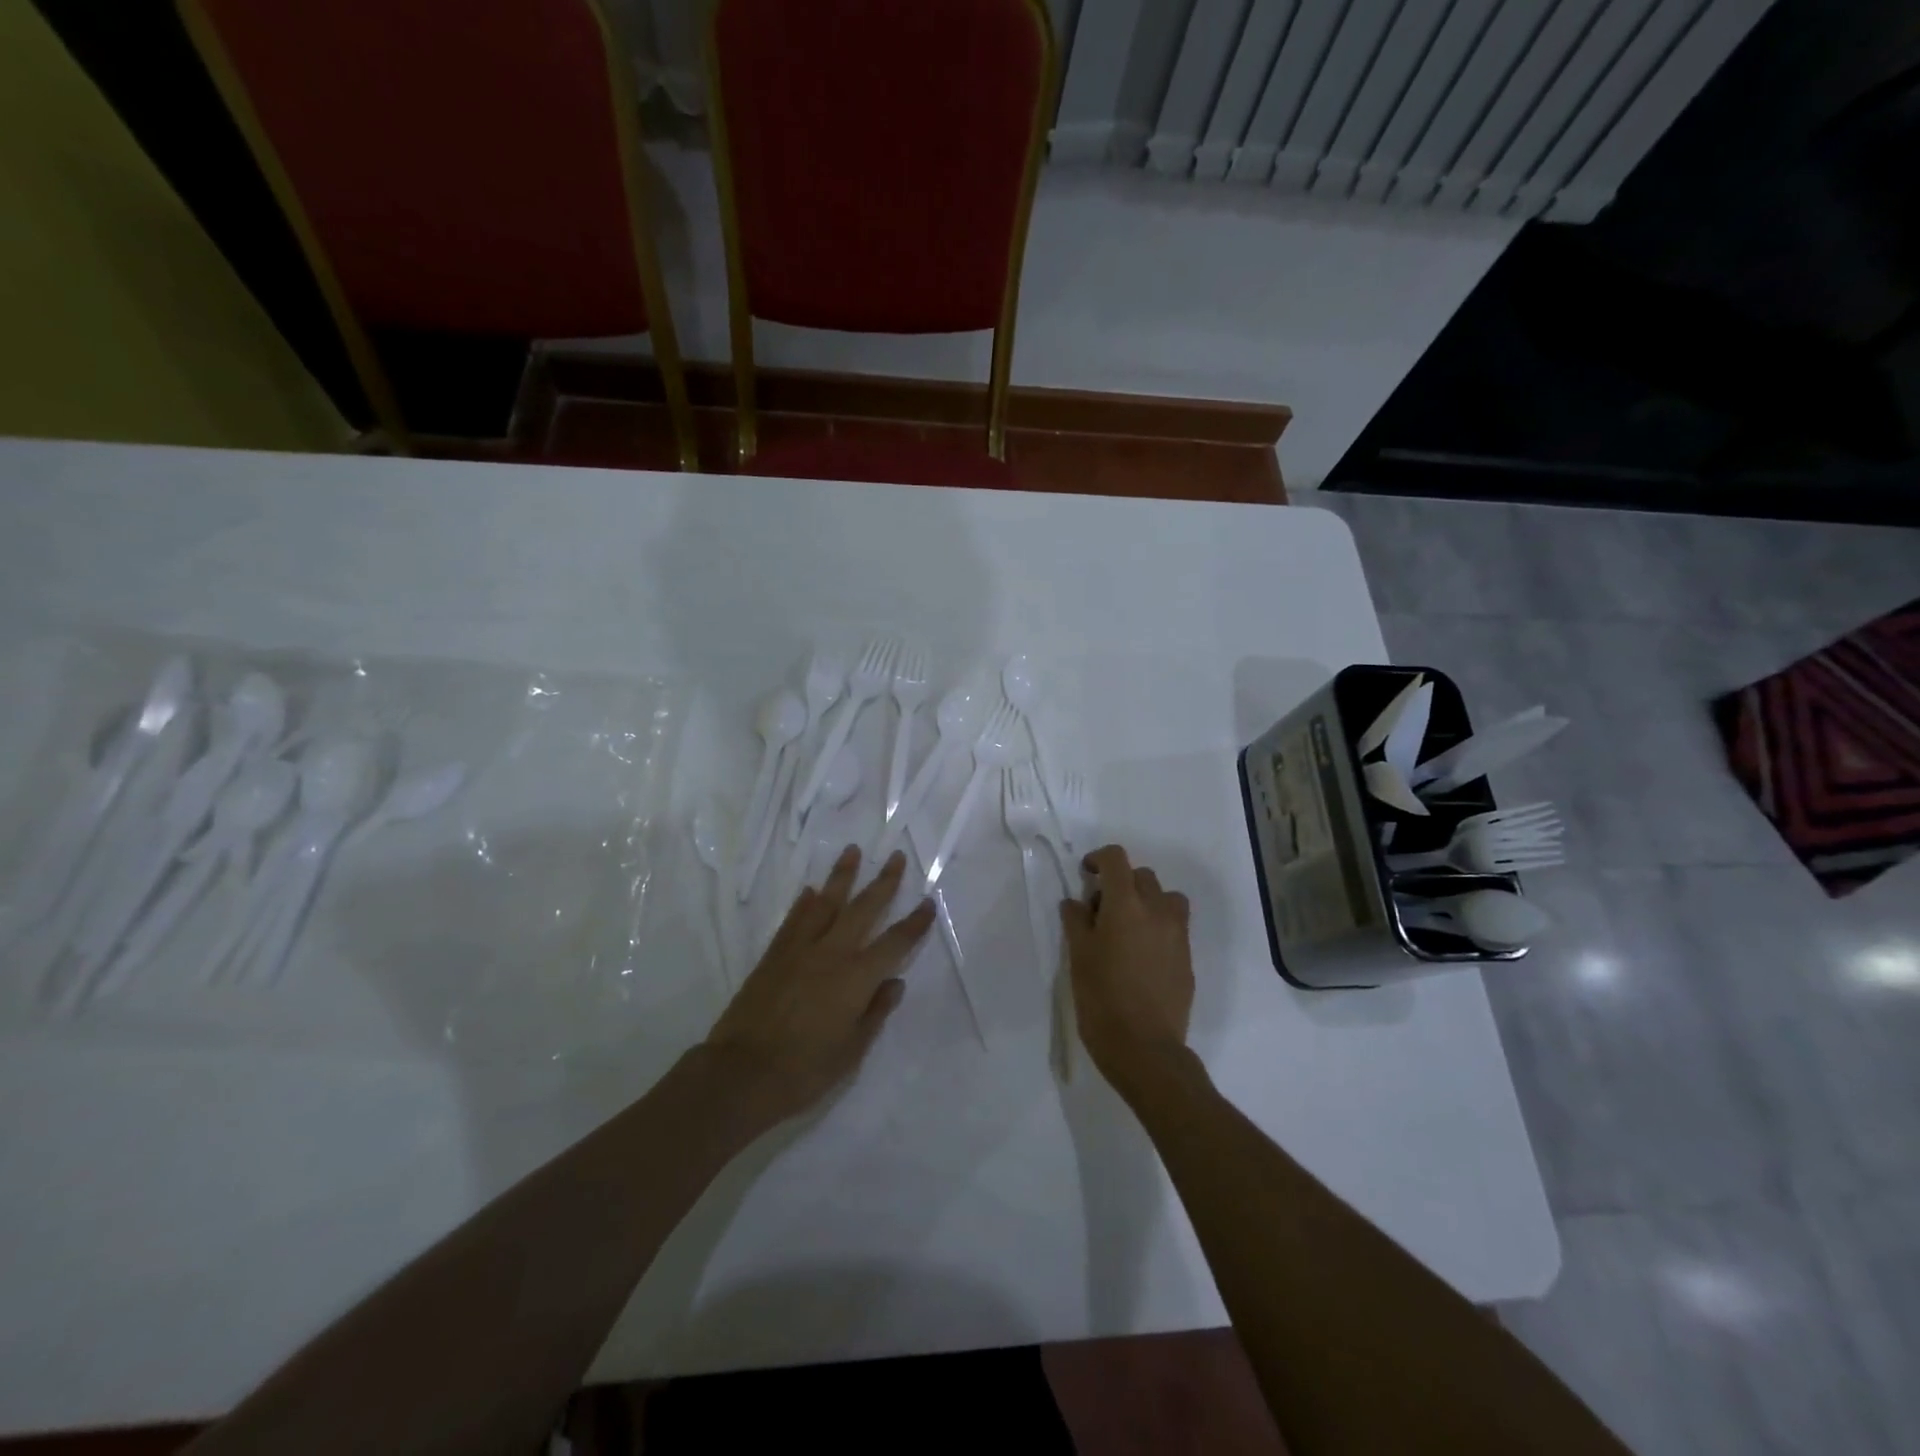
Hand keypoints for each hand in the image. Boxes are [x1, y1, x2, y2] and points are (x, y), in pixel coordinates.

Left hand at [703, 846, 934, 1127]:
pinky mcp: (773, 955)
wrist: (739, 1074)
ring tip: (852, 851)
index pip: (894, 943)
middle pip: (863, 909)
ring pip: (826, 903)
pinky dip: (804, 902)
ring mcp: (799, 950)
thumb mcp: (851, 1052)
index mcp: (856, 978)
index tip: (928, 902)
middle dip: (883, 882)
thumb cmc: (803, 1070)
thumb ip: (875, 1013)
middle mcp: (831, 954)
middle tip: (896, 856)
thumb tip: (895, 983)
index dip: (914, 923)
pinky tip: (811, 890)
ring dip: (841, 876)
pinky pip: (793, 919)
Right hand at [1059, 843, 1193, 1100]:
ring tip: (1128, 929)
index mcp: (1126, 905)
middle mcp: (1157, 911)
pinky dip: (1159, 927)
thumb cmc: (1102, 999)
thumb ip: (1076, 922)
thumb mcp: (1078, 957)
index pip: (1117, 859)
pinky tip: (1141, 957)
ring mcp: (1178, 935)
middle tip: (1101, 911)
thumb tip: (1076, 902)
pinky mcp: (1188, 959)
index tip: (1086, 874)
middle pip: (1143, 876)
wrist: (1145, 1049)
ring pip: (1166, 899)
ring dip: (1147, 902)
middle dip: (1121, 883)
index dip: (1099, 859)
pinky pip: (1175, 927)